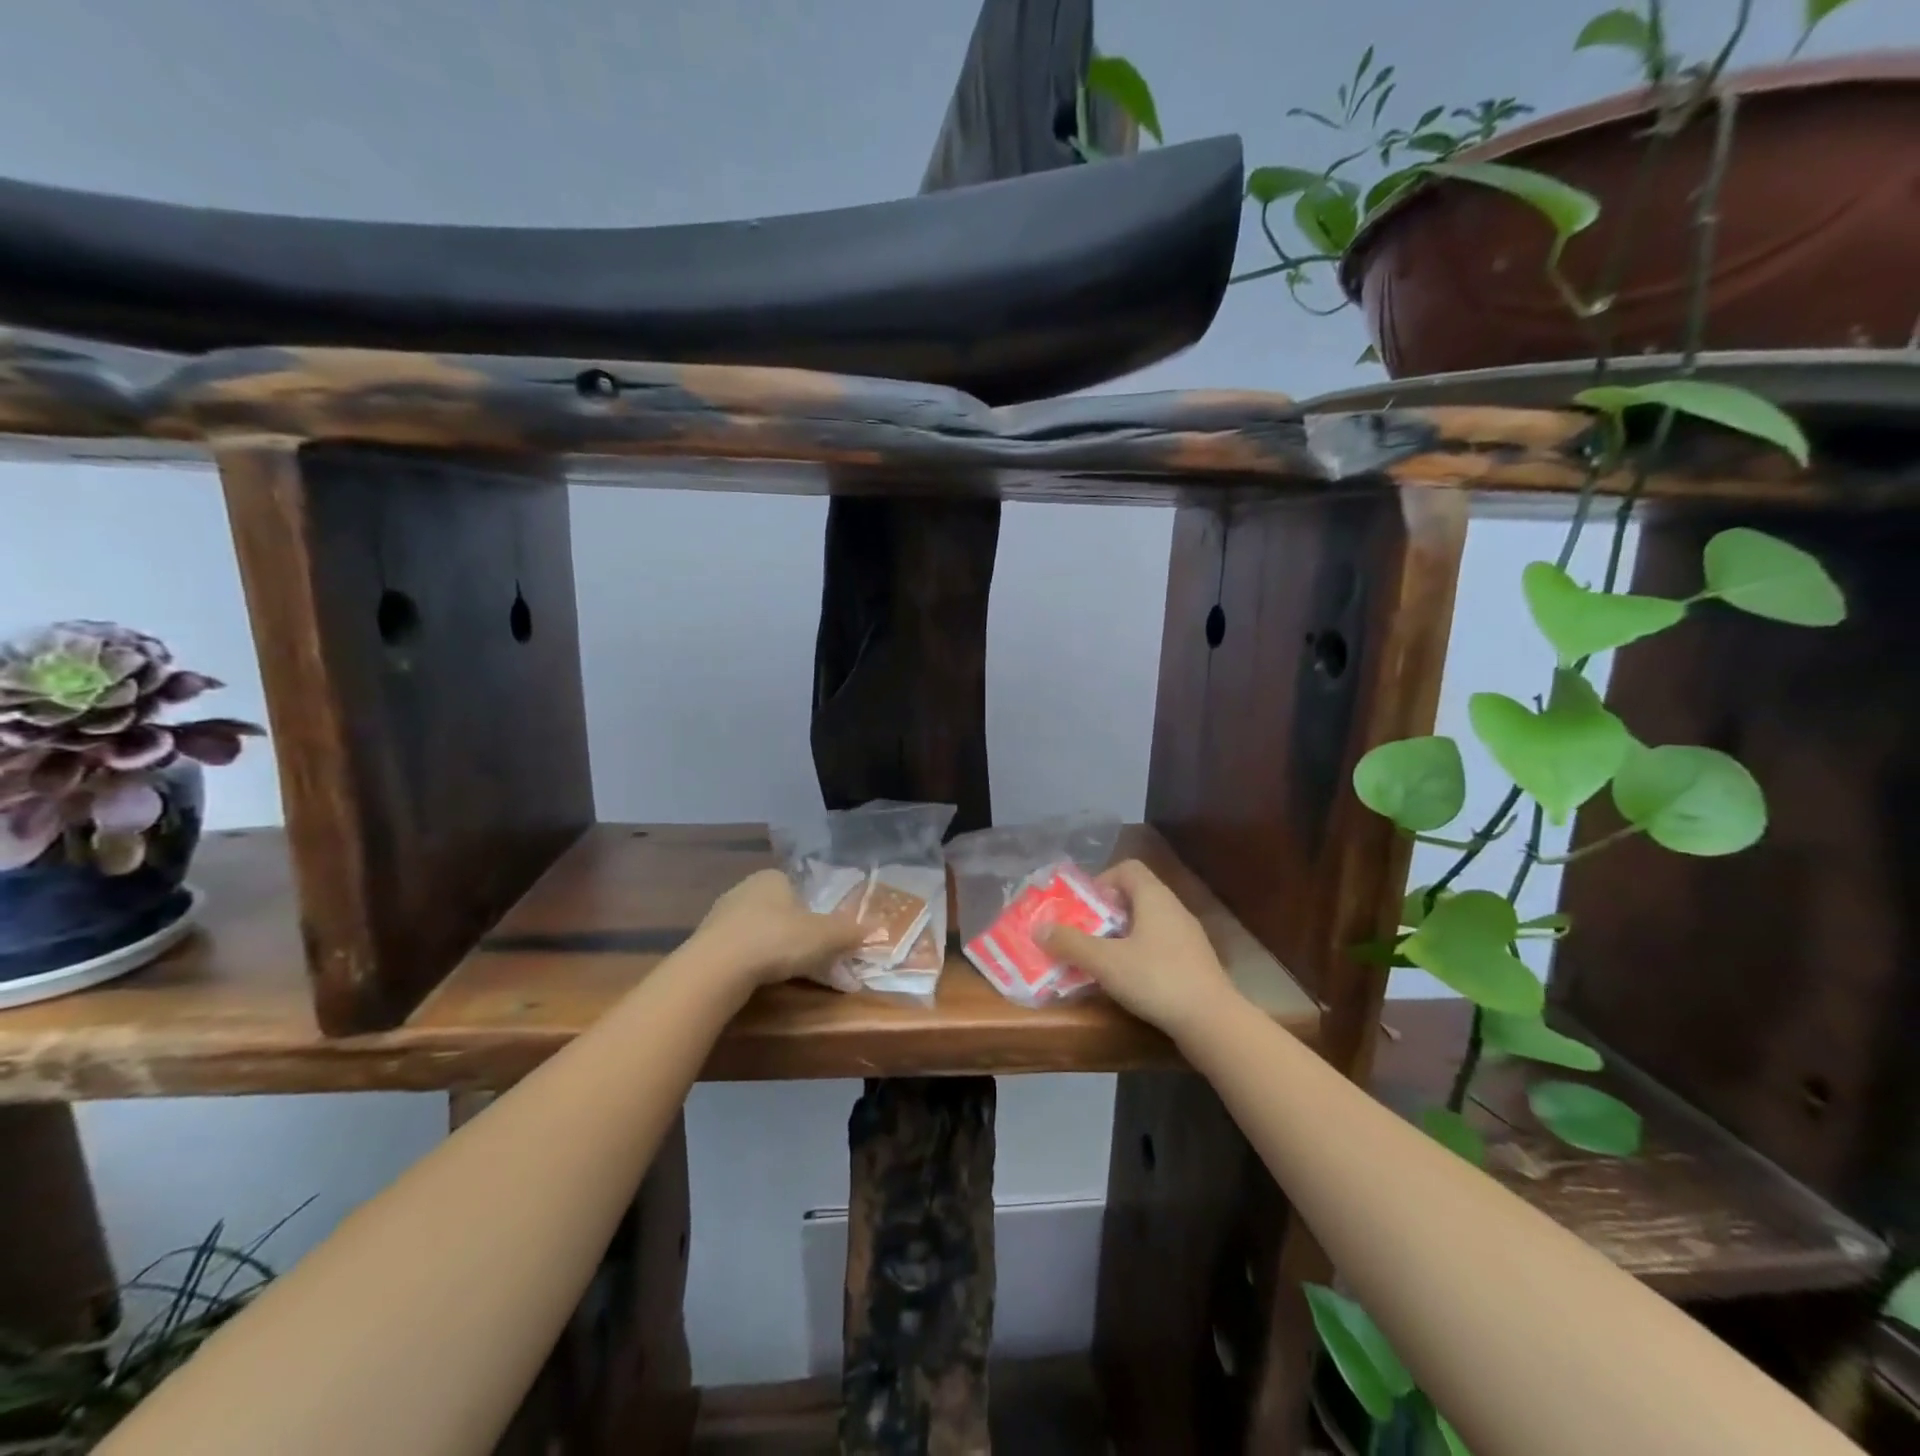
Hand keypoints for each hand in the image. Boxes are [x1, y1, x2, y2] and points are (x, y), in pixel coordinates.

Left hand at [691, 869, 868, 991]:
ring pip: (763, 934)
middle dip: (801, 938)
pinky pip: (742, 952)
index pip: (801, 890)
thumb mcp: (825, 936)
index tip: (826, 940)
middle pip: (783, 914)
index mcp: (773, 878)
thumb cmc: (777, 939)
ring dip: (778, 953)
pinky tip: (763, 983)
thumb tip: (877, 927)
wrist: (716, 968)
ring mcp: (722, 917)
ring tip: (791, 978)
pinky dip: (756, 965)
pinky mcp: (707, 944)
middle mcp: (745, 889)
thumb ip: (850, 932)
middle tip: (816, 963)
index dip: (817, 915)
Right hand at [1035, 860, 1239, 1040]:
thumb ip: (1070, 943)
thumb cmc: (1156, 979)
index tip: (1084, 907)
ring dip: (1121, 936)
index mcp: (1154, 897)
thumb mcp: (1104, 961)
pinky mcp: (1195, 962)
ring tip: (1100, 960)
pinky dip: (1140, 955)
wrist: (1213, 1021)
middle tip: (1084, 935)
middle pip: (1134, 896)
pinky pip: (1160, 946)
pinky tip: (1128, 980)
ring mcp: (1188, 936)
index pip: (1127, 868)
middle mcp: (1174, 908)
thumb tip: (1039, 928)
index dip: (1102, 881)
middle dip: (1105, 913)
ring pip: (1147, 924)